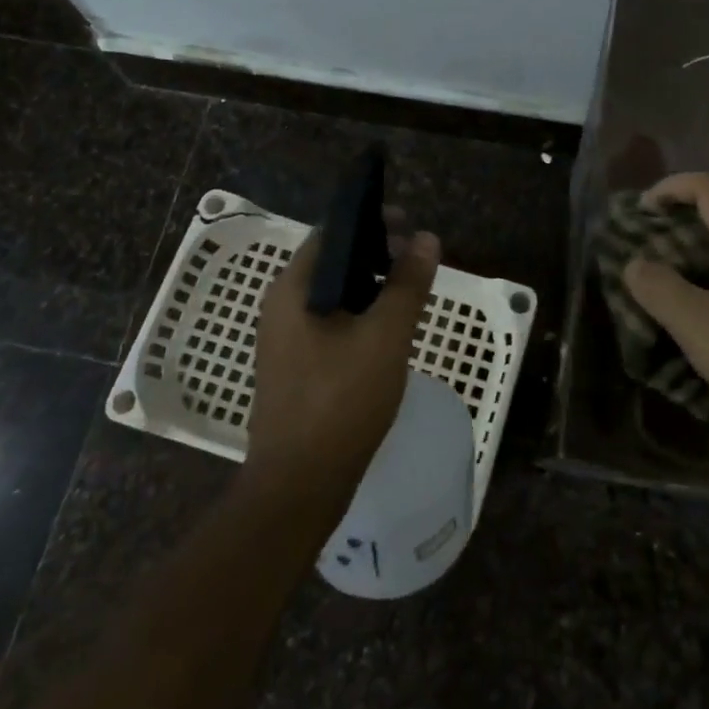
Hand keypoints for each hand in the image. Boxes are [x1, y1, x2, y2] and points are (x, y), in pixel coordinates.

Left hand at [246, 225, 440, 495]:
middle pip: (332, 263)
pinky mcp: (296, 367)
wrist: (299, 485)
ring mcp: (286, 340)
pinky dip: (359, 316)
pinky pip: (330, 325)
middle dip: (375, 255)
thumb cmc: (341, 401)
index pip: (331, 234)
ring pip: (333, 296)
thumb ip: (407, 285)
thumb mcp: (385, 336)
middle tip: (416, 262)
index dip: (371, 223)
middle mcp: (282, 307)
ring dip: (370, 287)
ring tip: (408, 294)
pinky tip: (387, 332)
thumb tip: (427, 239)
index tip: (408, 228)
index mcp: (293, 289)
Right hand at [623, 173, 708, 427]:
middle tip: (647, 242)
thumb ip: (657, 285)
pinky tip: (696, 308)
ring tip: (663, 276)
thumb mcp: (693, 321)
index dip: (671, 187)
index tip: (641, 210)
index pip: (708, 187)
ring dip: (695, 251)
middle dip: (679, 220)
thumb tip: (635, 265)